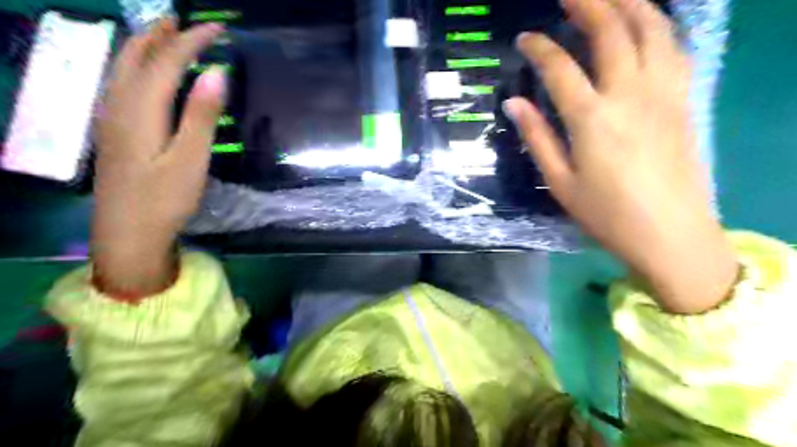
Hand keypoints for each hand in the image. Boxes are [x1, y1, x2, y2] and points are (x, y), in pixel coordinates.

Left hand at [91, 18, 225, 295]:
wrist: (127, 232)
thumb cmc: (165, 199)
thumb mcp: (191, 159)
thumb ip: (202, 115)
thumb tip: (217, 73)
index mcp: (141, 109)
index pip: (167, 61)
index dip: (192, 41)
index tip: (218, 30)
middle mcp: (119, 104)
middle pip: (137, 56)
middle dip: (163, 35)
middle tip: (187, 23)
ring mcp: (111, 117)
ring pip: (124, 67)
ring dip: (146, 46)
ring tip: (167, 36)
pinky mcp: (113, 130)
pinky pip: (121, 83)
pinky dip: (137, 66)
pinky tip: (146, 73)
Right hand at [506, 1, 737, 313]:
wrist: (670, 234)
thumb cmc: (607, 214)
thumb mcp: (560, 182)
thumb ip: (537, 138)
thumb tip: (513, 104)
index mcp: (592, 119)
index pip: (560, 67)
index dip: (540, 47)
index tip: (525, 39)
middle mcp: (629, 95)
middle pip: (611, 31)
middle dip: (588, 3)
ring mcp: (663, 93)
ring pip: (651, 29)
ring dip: (628, 4)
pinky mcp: (683, 100)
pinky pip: (673, 49)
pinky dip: (657, 27)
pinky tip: (645, 25)